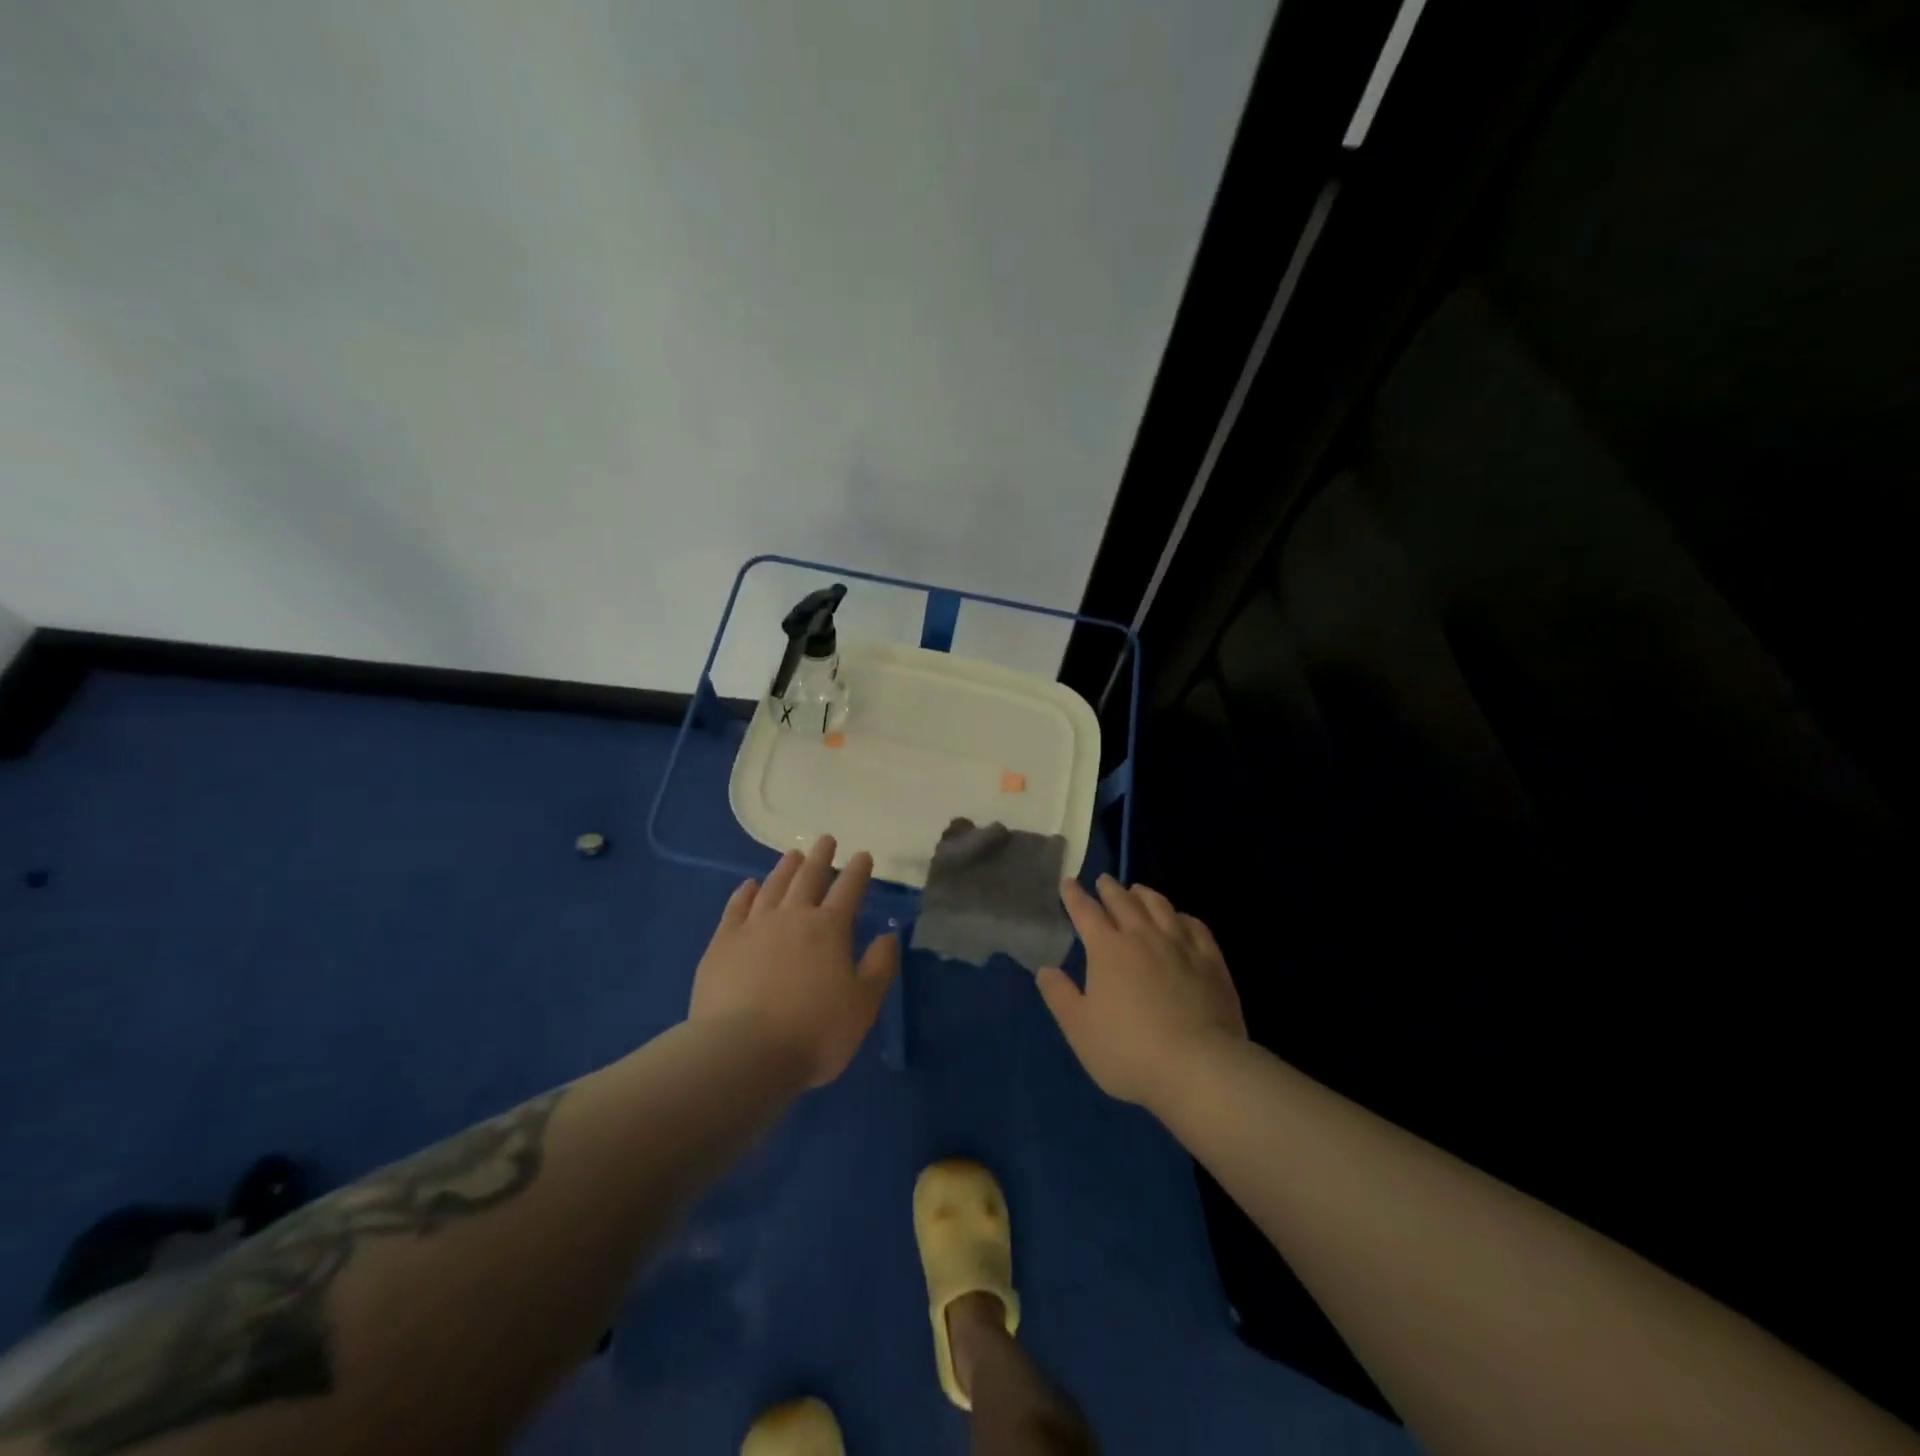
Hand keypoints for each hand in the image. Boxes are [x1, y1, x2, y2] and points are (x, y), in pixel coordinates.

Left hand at [688, 835, 898, 1088]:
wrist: (742, 1053)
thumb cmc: (814, 1032)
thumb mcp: (863, 1005)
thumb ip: (879, 967)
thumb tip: (888, 936)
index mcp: (829, 929)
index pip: (849, 890)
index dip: (858, 871)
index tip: (863, 855)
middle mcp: (792, 917)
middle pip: (809, 878)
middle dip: (821, 858)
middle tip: (826, 840)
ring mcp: (753, 927)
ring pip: (773, 886)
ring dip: (785, 868)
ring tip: (794, 854)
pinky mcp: (722, 944)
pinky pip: (736, 908)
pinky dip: (745, 893)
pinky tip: (749, 886)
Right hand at [1037, 876, 1245, 1110]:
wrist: (1198, 1067)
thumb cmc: (1128, 1051)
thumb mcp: (1079, 1029)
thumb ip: (1060, 996)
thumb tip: (1045, 969)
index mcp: (1107, 949)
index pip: (1086, 912)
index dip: (1074, 896)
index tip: (1068, 882)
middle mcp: (1143, 937)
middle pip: (1124, 902)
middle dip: (1110, 889)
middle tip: (1103, 880)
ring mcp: (1181, 946)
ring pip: (1160, 907)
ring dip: (1145, 895)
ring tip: (1138, 890)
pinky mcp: (1211, 962)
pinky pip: (1196, 927)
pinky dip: (1183, 916)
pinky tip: (1181, 918)